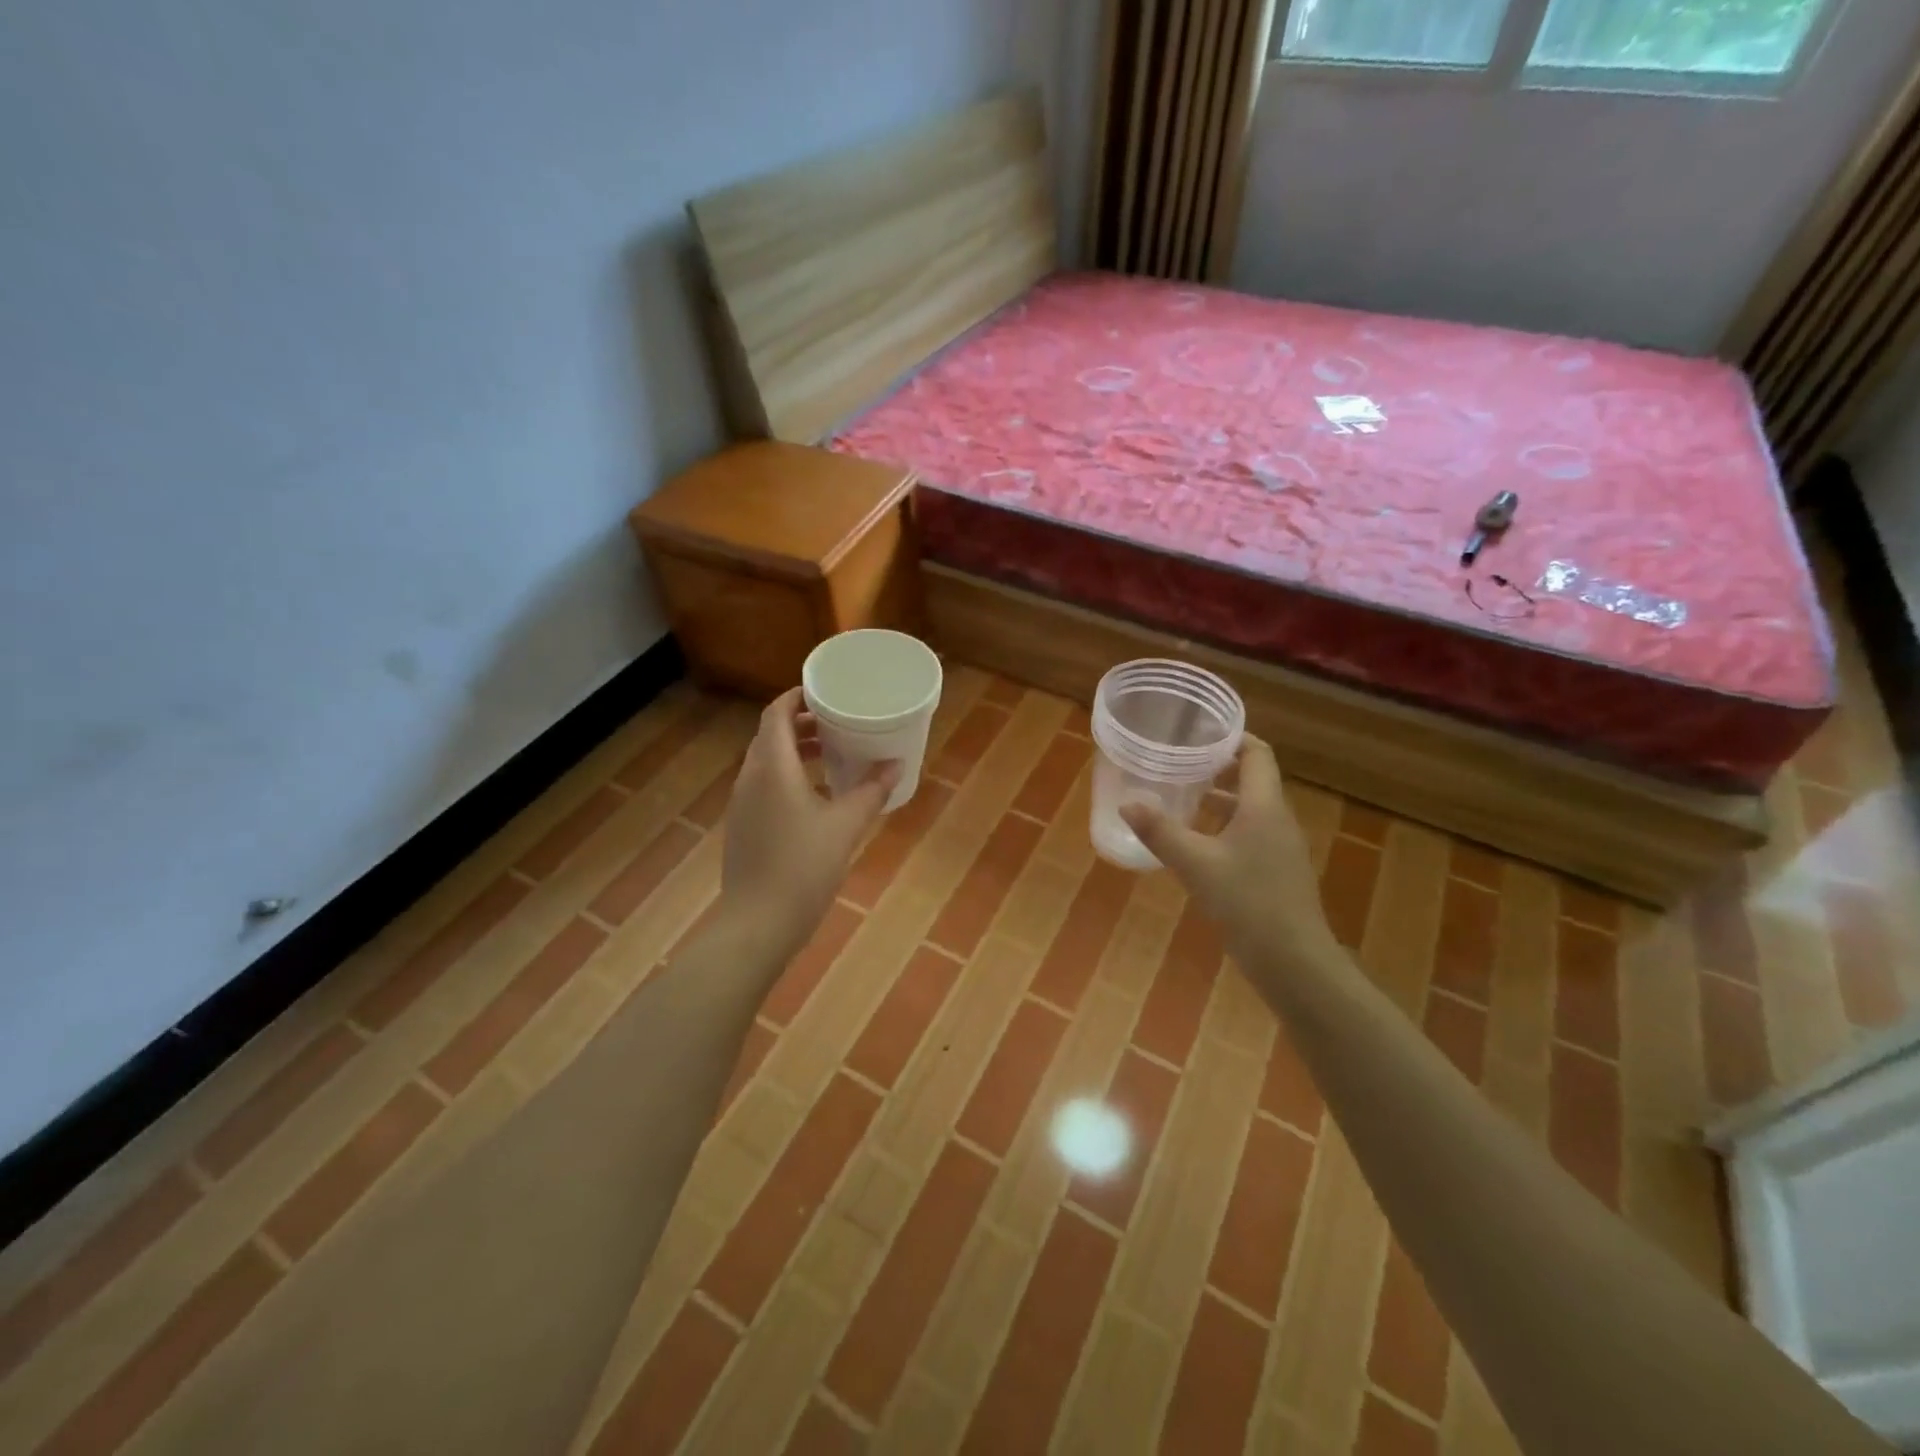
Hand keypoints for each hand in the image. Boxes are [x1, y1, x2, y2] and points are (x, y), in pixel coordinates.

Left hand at [719, 689, 899, 966]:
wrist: (757, 923)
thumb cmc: (803, 867)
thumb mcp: (845, 826)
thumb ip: (871, 791)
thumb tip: (895, 764)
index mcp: (772, 767)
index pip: (777, 714)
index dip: (797, 697)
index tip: (825, 692)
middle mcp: (751, 778)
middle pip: (771, 736)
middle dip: (802, 724)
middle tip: (837, 723)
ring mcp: (742, 804)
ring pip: (767, 762)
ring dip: (795, 752)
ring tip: (831, 755)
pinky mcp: (743, 827)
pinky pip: (764, 786)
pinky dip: (788, 776)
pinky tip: (816, 797)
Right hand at [1120, 737, 1341, 976]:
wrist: (1294, 961)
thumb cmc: (1247, 902)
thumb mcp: (1195, 865)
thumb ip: (1160, 832)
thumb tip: (1128, 803)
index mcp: (1263, 807)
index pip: (1257, 754)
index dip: (1233, 738)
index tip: (1200, 732)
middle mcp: (1277, 820)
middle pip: (1253, 780)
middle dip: (1219, 768)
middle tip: (1180, 763)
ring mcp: (1282, 848)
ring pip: (1251, 810)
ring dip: (1221, 800)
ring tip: (1184, 798)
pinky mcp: (1278, 872)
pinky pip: (1252, 835)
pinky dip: (1226, 828)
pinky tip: (1199, 845)